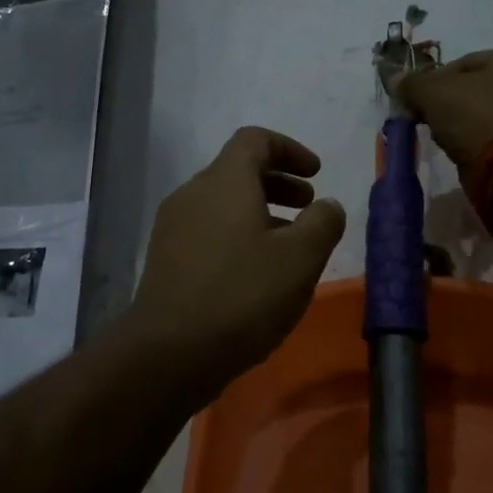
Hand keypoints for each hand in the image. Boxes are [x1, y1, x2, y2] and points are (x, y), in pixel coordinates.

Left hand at [130, 127, 346, 384]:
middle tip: (308, 208)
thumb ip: (323, 223)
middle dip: (278, 183)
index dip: (289, 149)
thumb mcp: (300, 259)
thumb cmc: (243, 296)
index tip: (316, 174)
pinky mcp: (164, 258)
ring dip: (259, 212)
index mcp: (224, 181)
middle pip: (237, 170)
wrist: (169, 352)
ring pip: (222, 203)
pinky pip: (207, 229)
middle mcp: (193, 194)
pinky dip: (237, 234)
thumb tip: (328, 205)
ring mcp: (173, 226)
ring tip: (287, 245)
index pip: (255, 140)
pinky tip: (254, 273)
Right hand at [394, 46, 492, 166]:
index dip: (434, 81)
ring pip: (487, 116)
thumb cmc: (477, 115)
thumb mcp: (434, 92)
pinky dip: (480, 144)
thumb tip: (395, 79)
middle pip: (477, 90)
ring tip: (447, 141)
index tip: (418, 102)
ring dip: (464, 127)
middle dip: (450, 106)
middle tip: (429, 122)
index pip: (464, 63)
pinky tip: (465, 155)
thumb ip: (412, 83)